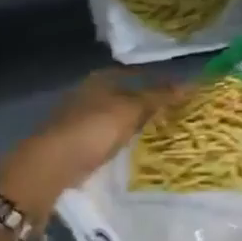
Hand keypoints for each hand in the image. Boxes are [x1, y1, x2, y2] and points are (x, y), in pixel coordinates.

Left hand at [0, 71, 188, 224]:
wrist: (51, 166)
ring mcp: (80, 119)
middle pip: (125, 96)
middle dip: (147, 105)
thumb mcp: (130, 111)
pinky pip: (107, 137)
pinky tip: (135, 150)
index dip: (157, 82)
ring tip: (161, 135)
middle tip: (176, 116)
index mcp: (99, 80)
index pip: (136, 74)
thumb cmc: (92, 130)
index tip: (180, 94)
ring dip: (134, 124)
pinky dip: (122, 140)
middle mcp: (88, 94)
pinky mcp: (76, 142)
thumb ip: (158, 97)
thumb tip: (190, 84)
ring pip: (116, 117)